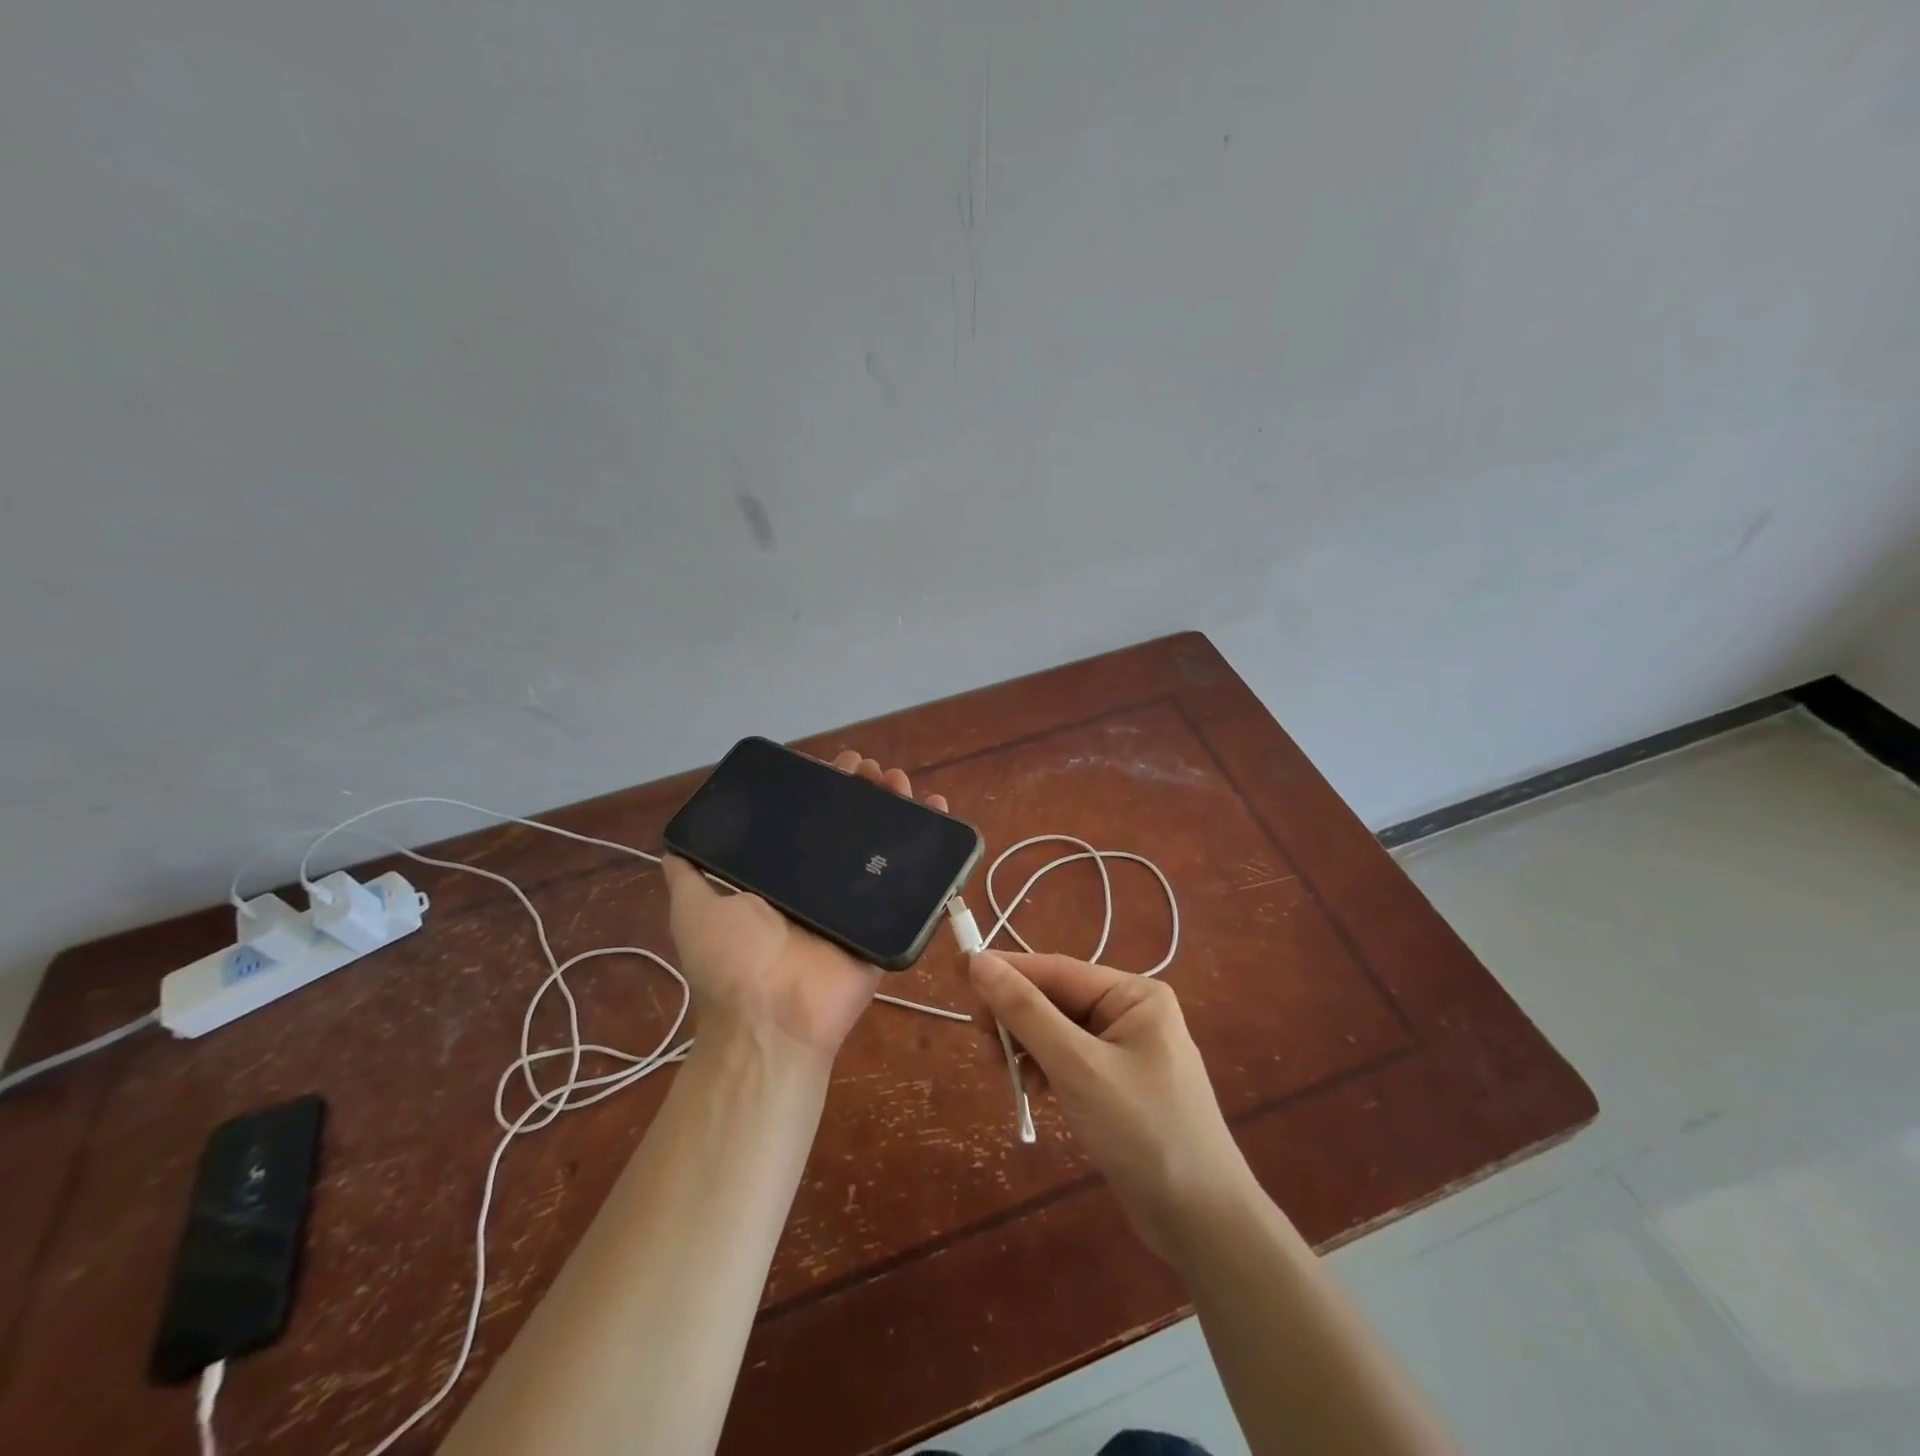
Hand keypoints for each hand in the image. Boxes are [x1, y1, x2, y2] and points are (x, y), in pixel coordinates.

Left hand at [663, 751, 948, 1061]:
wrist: (771, 1019)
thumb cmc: (731, 961)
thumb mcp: (693, 908)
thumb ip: (688, 872)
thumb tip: (676, 838)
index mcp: (786, 876)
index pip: (810, 821)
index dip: (824, 791)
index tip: (837, 765)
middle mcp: (823, 884)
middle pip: (852, 826)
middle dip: (864, 791)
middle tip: (872, 771)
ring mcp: (859, 903)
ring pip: (884, 845)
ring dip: (897, 807)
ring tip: (901, 782)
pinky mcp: (888, 921)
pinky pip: (915, 881)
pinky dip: (932, 847)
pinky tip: (938, 810)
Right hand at [968, 952, 1252, 1261]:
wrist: (1203, 1224)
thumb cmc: (1144, 1132)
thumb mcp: (1078, 1067)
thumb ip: (1027, 1012)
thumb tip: (979, 962)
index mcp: (1133, 994)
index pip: (1055, 970)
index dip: (1005, 971)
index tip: (957, 974)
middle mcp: (1131, 1012)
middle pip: (1054, 999)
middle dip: (1016, 1019)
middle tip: (984, 1046)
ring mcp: (1126, 1049)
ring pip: (1056, 1031)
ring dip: (1026, 1047)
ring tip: (1006, 1076)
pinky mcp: (1117, 1084)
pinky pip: (1068, 1060)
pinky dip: (1044, 1071)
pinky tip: (1032, 1093)